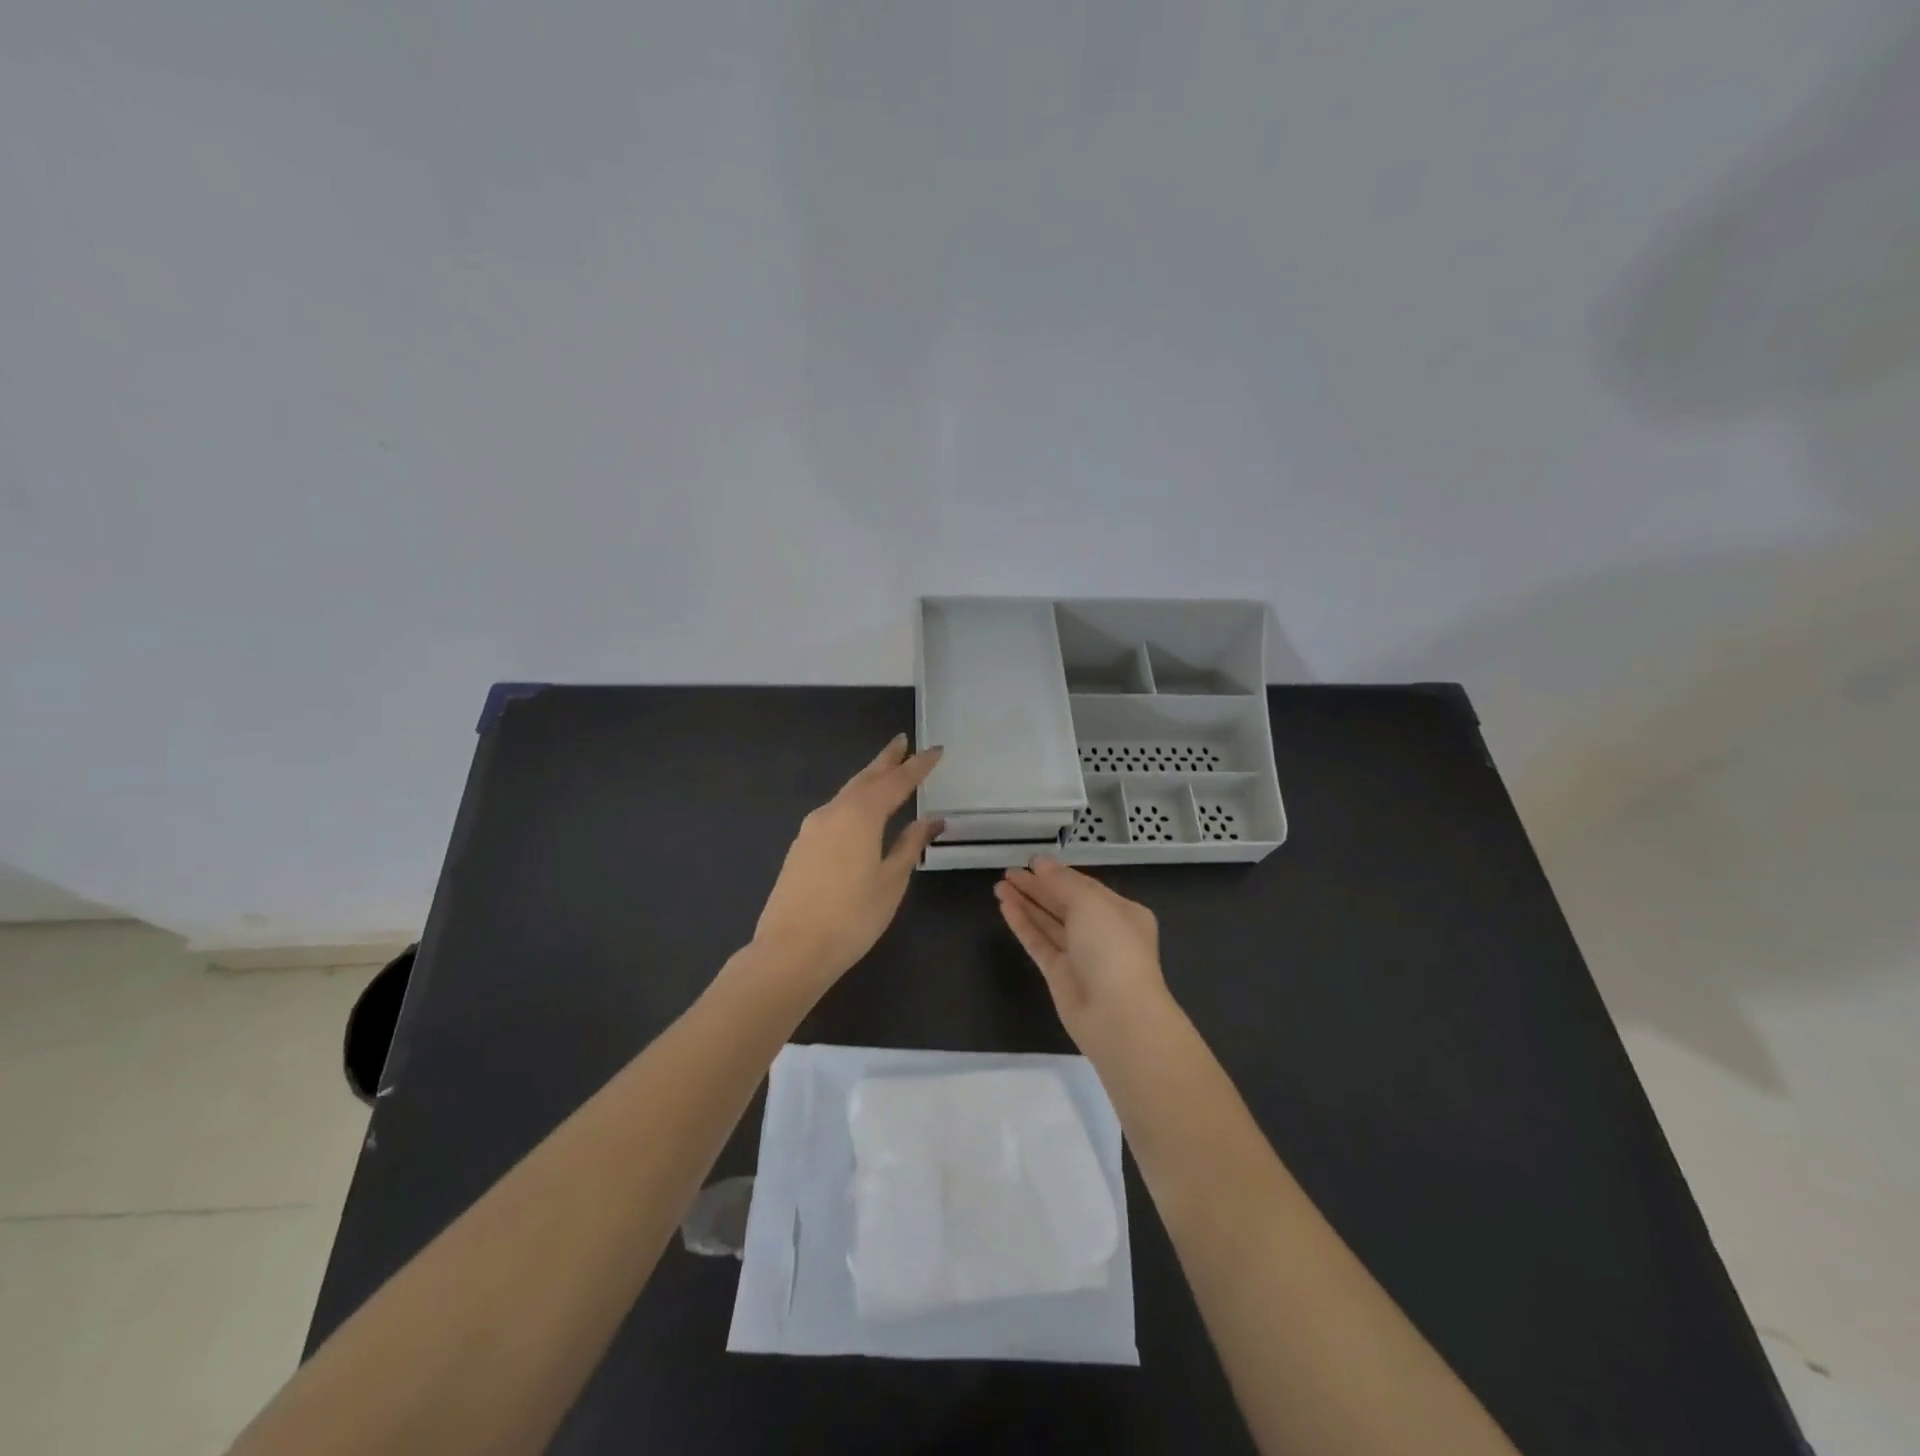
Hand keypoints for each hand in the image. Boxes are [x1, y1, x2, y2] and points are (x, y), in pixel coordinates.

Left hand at [753, 735, 943, 992]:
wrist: (791, 950)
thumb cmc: (852, 917)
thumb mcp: (891, 881)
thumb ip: (911, 845)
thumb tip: (931, 820)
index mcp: (860, 815)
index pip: (897, 782)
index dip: (918, 766)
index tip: (936, 750)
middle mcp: (834, 812)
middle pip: (866, 778)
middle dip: (887, 760)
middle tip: (903, 742)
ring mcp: (812, 828)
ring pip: (847, 793)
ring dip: (869, 779)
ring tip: (886, 771)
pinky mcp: (801, 846)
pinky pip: (834, 811)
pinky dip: (854, 801)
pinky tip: (860, 811)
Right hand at [995, 857, 1175, 1054]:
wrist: (1118, 1015)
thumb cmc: (1112, 948)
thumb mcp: (1090, 904)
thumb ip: (1062, 882)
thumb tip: (1040, 862)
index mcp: (1121, 912)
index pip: (1084, 886)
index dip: (1057, 873)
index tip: (1030, 861)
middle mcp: (1102, 932)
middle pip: (1064, 903)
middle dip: (1038, 887)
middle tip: (1008, 872)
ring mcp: (1080, 955)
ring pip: (1049, 923)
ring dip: (1026, 903)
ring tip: (999, 885)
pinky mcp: (1060, 975)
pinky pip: (1039, 943)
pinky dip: (1023, 924)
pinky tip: (1005, 907)